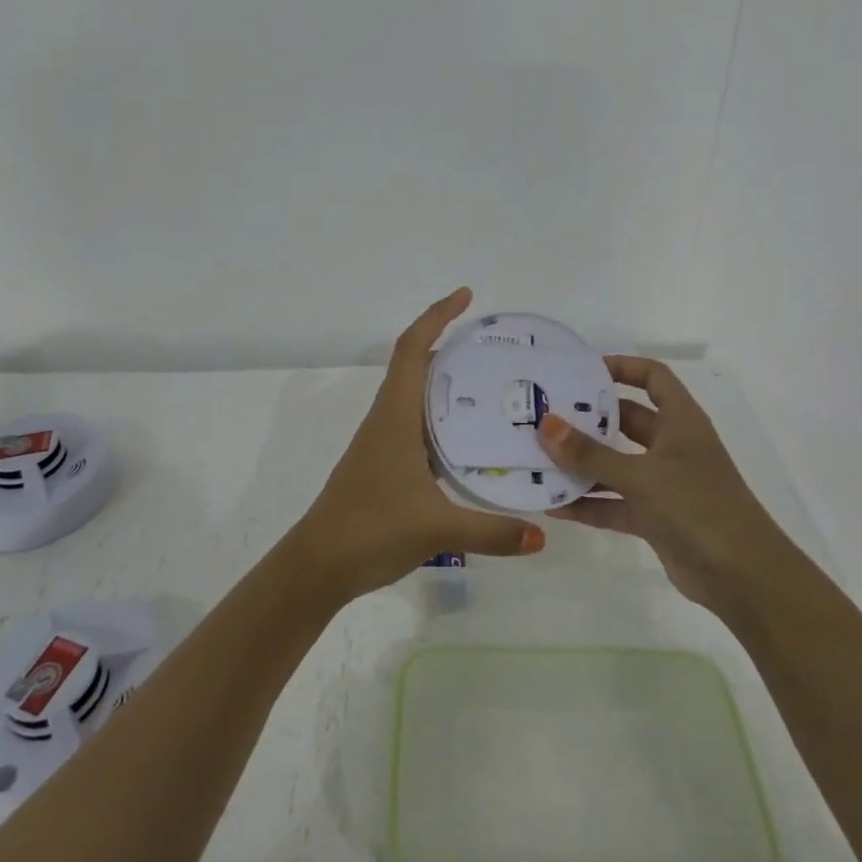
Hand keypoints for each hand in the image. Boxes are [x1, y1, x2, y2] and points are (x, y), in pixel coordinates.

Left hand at [287, 288, 545, 602]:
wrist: (319, 564)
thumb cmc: (370, 529)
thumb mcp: (436, 528)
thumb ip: (492, 530)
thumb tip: (542, 535)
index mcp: (395, 414)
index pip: (413, 349)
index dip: (437, 316)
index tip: (466, 297)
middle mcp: (389, 418)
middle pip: (418, 366)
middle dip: (454, 347)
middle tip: (499, 349)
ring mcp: (385, 442)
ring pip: (419, 397)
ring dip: (450, 384)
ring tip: (496, 386)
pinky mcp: (387, 464)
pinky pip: (420, 426)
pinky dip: (445, 419)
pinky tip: (473, 439)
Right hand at [539, 357, 775, 611]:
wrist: (743, 578)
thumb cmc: (698, 507)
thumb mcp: (641, 476)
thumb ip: (591, 454)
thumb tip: (546, 425)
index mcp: (681, 422)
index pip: (652, 378)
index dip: (622, 367)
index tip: (581, 372)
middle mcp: (672, 446)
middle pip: (626, 420)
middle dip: (588, 419)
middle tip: (545, 415)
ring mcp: (664, 484)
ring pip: (616, 464)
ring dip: (582, 464)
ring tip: (538, 458)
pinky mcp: (655, 518)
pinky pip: (614, 503)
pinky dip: (589, 504)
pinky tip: (553, 505)